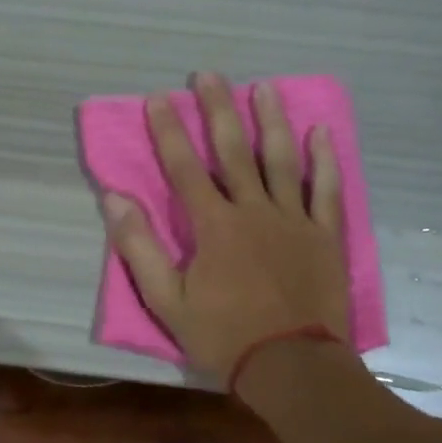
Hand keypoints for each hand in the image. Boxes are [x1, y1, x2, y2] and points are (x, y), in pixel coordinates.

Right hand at [102, 74, 351, 392]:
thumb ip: (139, 248)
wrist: (292, 367)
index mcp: (214, 226)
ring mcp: (294, 220)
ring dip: (272, 121)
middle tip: (209, 74)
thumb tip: (114, 199)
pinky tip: (320, 133)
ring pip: (282, 160)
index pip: (185, 168)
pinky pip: (327, 190)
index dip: (169, 131)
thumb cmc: (224, 336)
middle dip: (218, 110)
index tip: (159, 98)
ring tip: (264, 88)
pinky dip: (325, 160)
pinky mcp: (325, 236)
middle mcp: (254, 211)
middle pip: (233, 151)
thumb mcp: (167, 301)